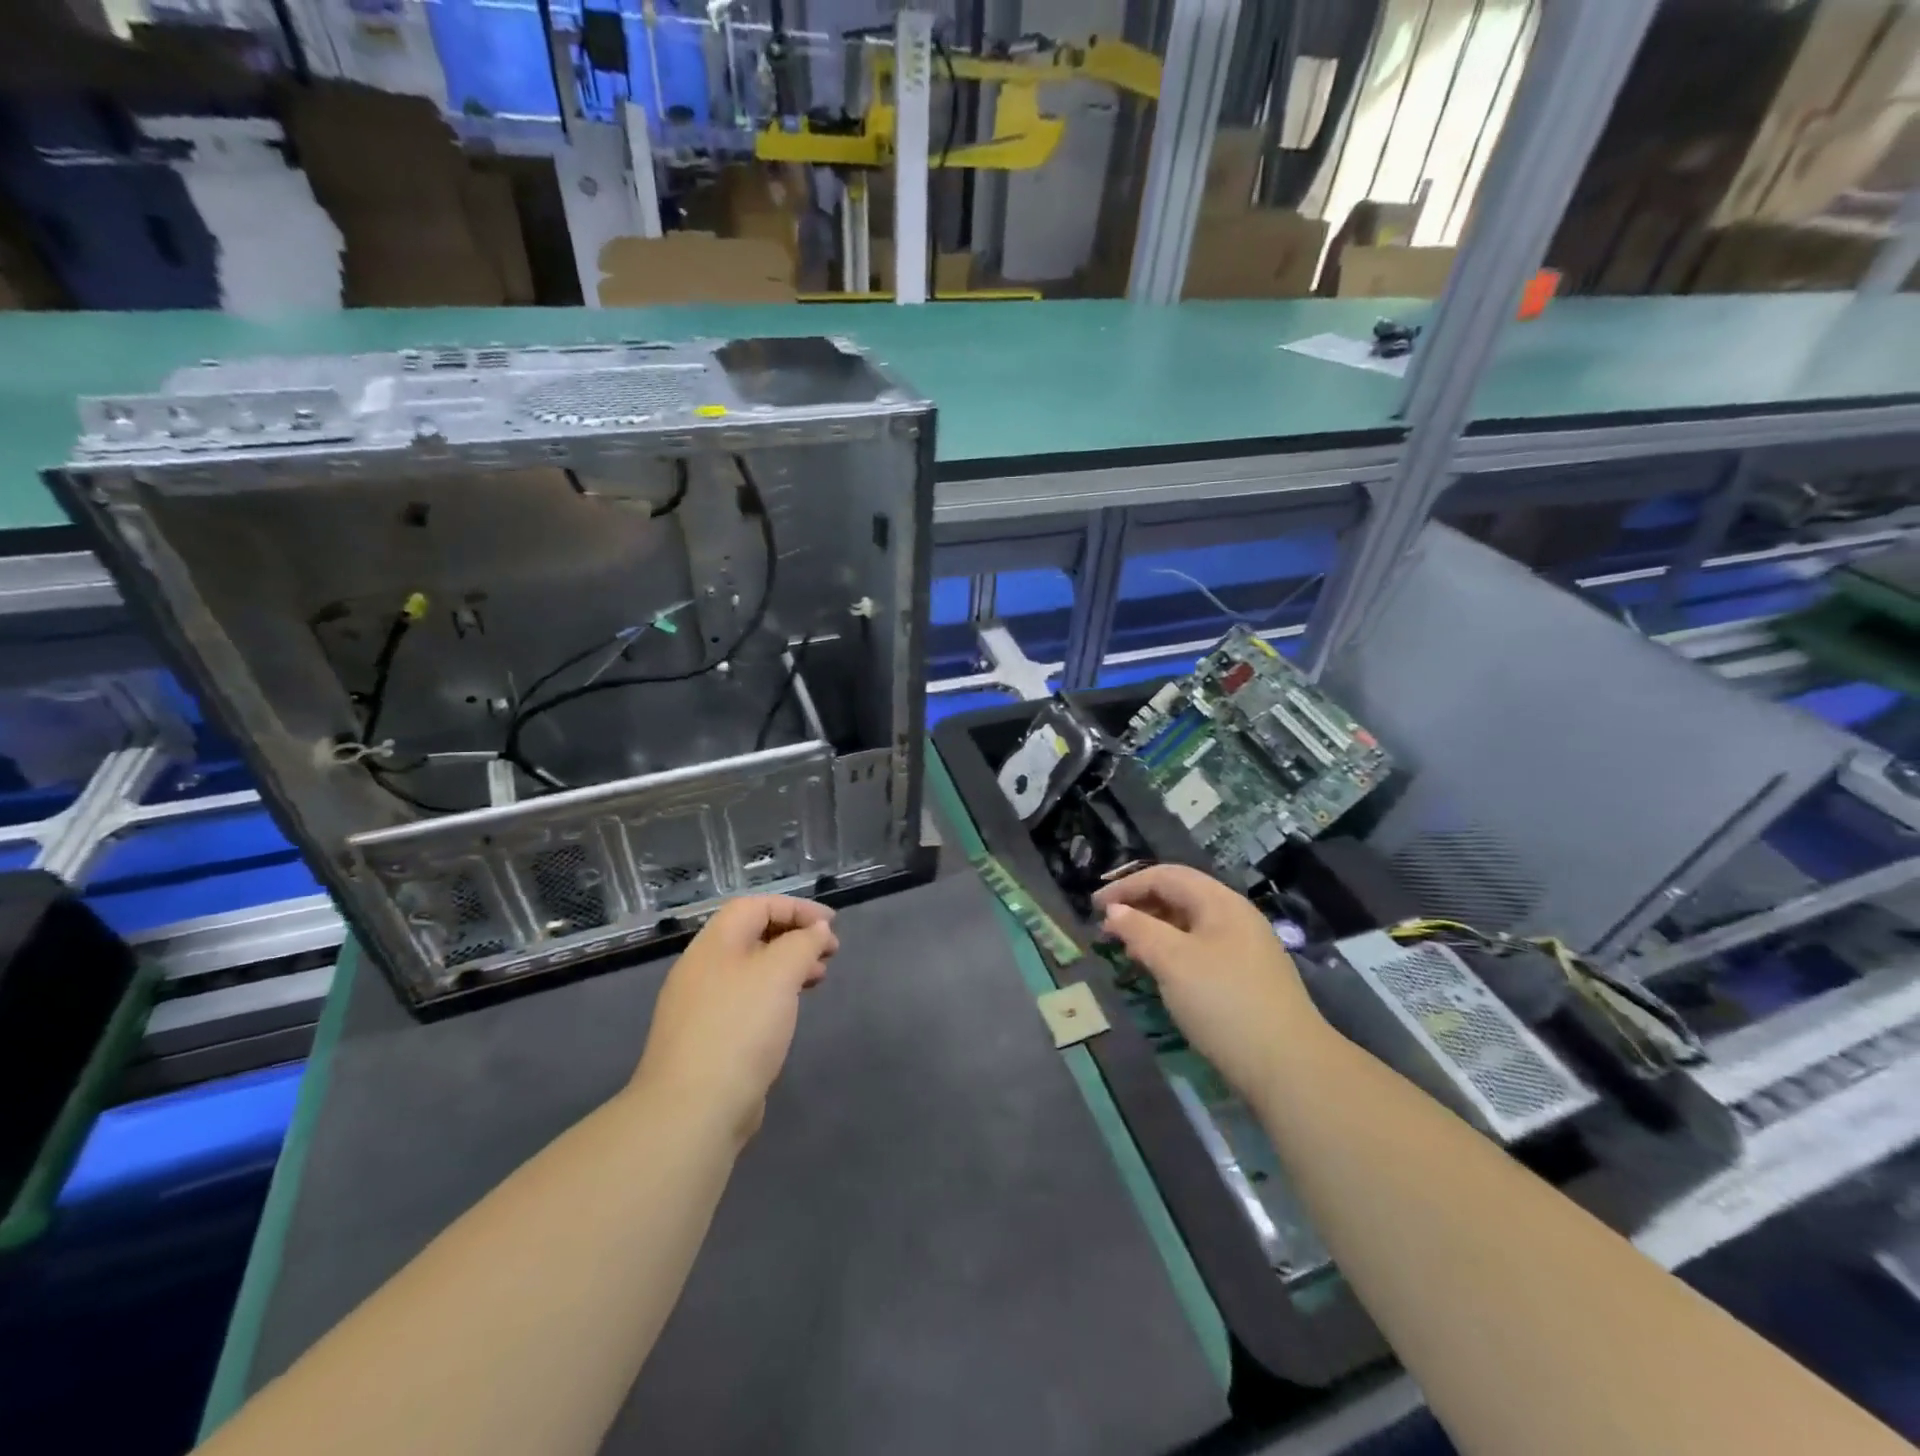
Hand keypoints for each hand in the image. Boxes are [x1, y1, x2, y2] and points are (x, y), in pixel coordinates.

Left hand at [633, 896, 838, 1142]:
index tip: (831, 924)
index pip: (756, 905)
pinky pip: (746, 1000)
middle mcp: (703, 968)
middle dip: (795, 936)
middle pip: (753, 935)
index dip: (796, 907)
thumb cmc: (740, 1028)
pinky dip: (774, 994)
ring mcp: (701, 1005)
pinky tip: (790, 1012)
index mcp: (714, 944)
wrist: (693, 1109)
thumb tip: (816, 930)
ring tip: (819, 978)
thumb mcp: (780, 972)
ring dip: (788, 965)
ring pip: (751, 969)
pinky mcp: (707, 1039)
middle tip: (830, 951)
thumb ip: (803, 943)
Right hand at [1094, 865, 1320, 1099]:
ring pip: (1189, 924)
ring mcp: (1244, 947)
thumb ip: (1139, 929)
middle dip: (1139, 906)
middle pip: (1179, 896)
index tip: (1094, 907)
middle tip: (1107, 929)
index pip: (1166, 876)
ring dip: (1154, 930)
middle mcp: (1234, 916)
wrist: (1289, 1066)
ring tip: (1127, 950)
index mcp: (1220, 902)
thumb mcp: (1173, 961)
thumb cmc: (1224, 1002)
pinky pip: (1199, 948)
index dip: (1126, 886)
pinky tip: (1159, 972)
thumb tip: (1115, 911)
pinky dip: (1172, 951)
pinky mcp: (1246, 976)